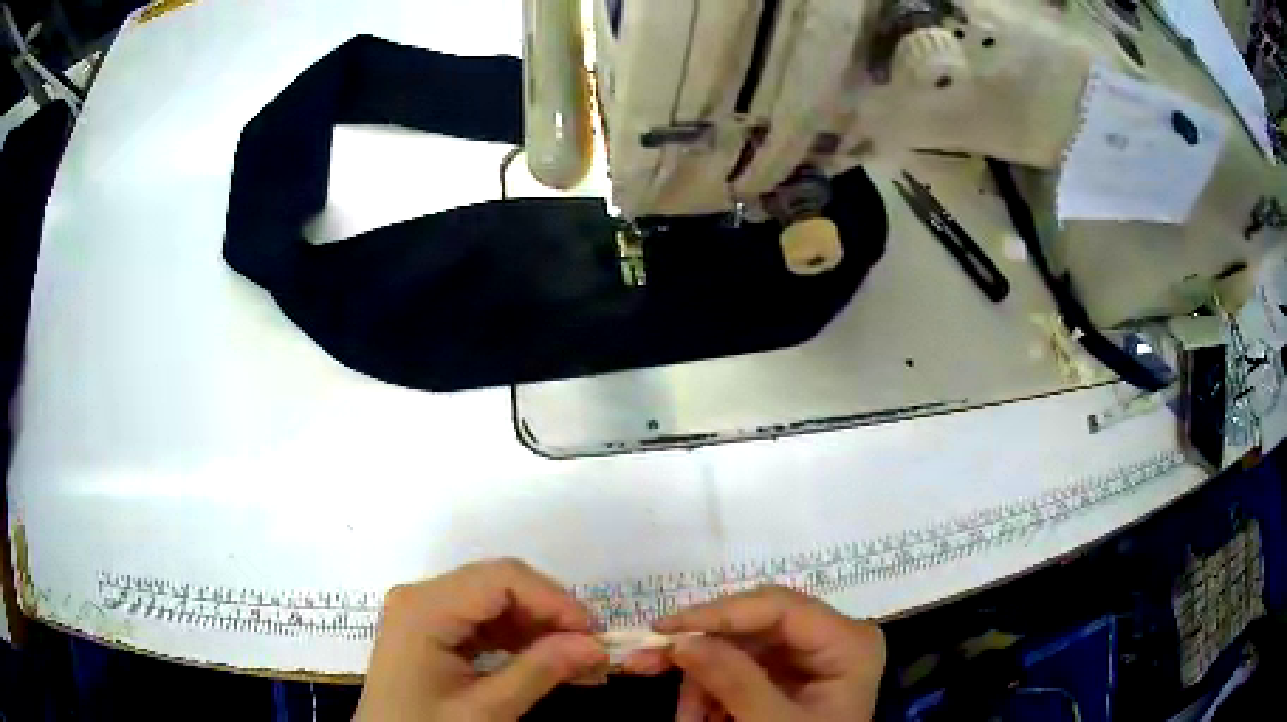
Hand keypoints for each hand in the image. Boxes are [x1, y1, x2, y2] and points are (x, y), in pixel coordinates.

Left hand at [355, 559, 607, 721]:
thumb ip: (539, 672)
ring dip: (537, 627)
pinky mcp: (428, 630)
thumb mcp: (486, 710)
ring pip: (494, 601)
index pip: (502, 578)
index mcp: (425, 607)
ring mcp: (422, 611)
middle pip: (498, 584)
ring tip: (575, 660)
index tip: (594, 635)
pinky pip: (480, 620)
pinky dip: (516, 638)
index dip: (554, 599)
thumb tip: (595, 645)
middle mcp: (421, 596)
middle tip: (591, 651)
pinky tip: (541, 661)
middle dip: (549, 614)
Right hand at [625, 586, 885, 721]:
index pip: (780, 607)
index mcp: (849, 643)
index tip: (664, 628)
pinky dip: (711, 693)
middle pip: (752, 626)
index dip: (719, 612)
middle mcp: (831, 639)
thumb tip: (681, 641)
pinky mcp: (787, 675)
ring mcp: (808, 657)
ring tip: (684, 719)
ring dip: (700, 682)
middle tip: (643, 662)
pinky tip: (697, 717)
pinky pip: (738, 669)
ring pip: (737, 649)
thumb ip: (733, 682)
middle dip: (700, 652)